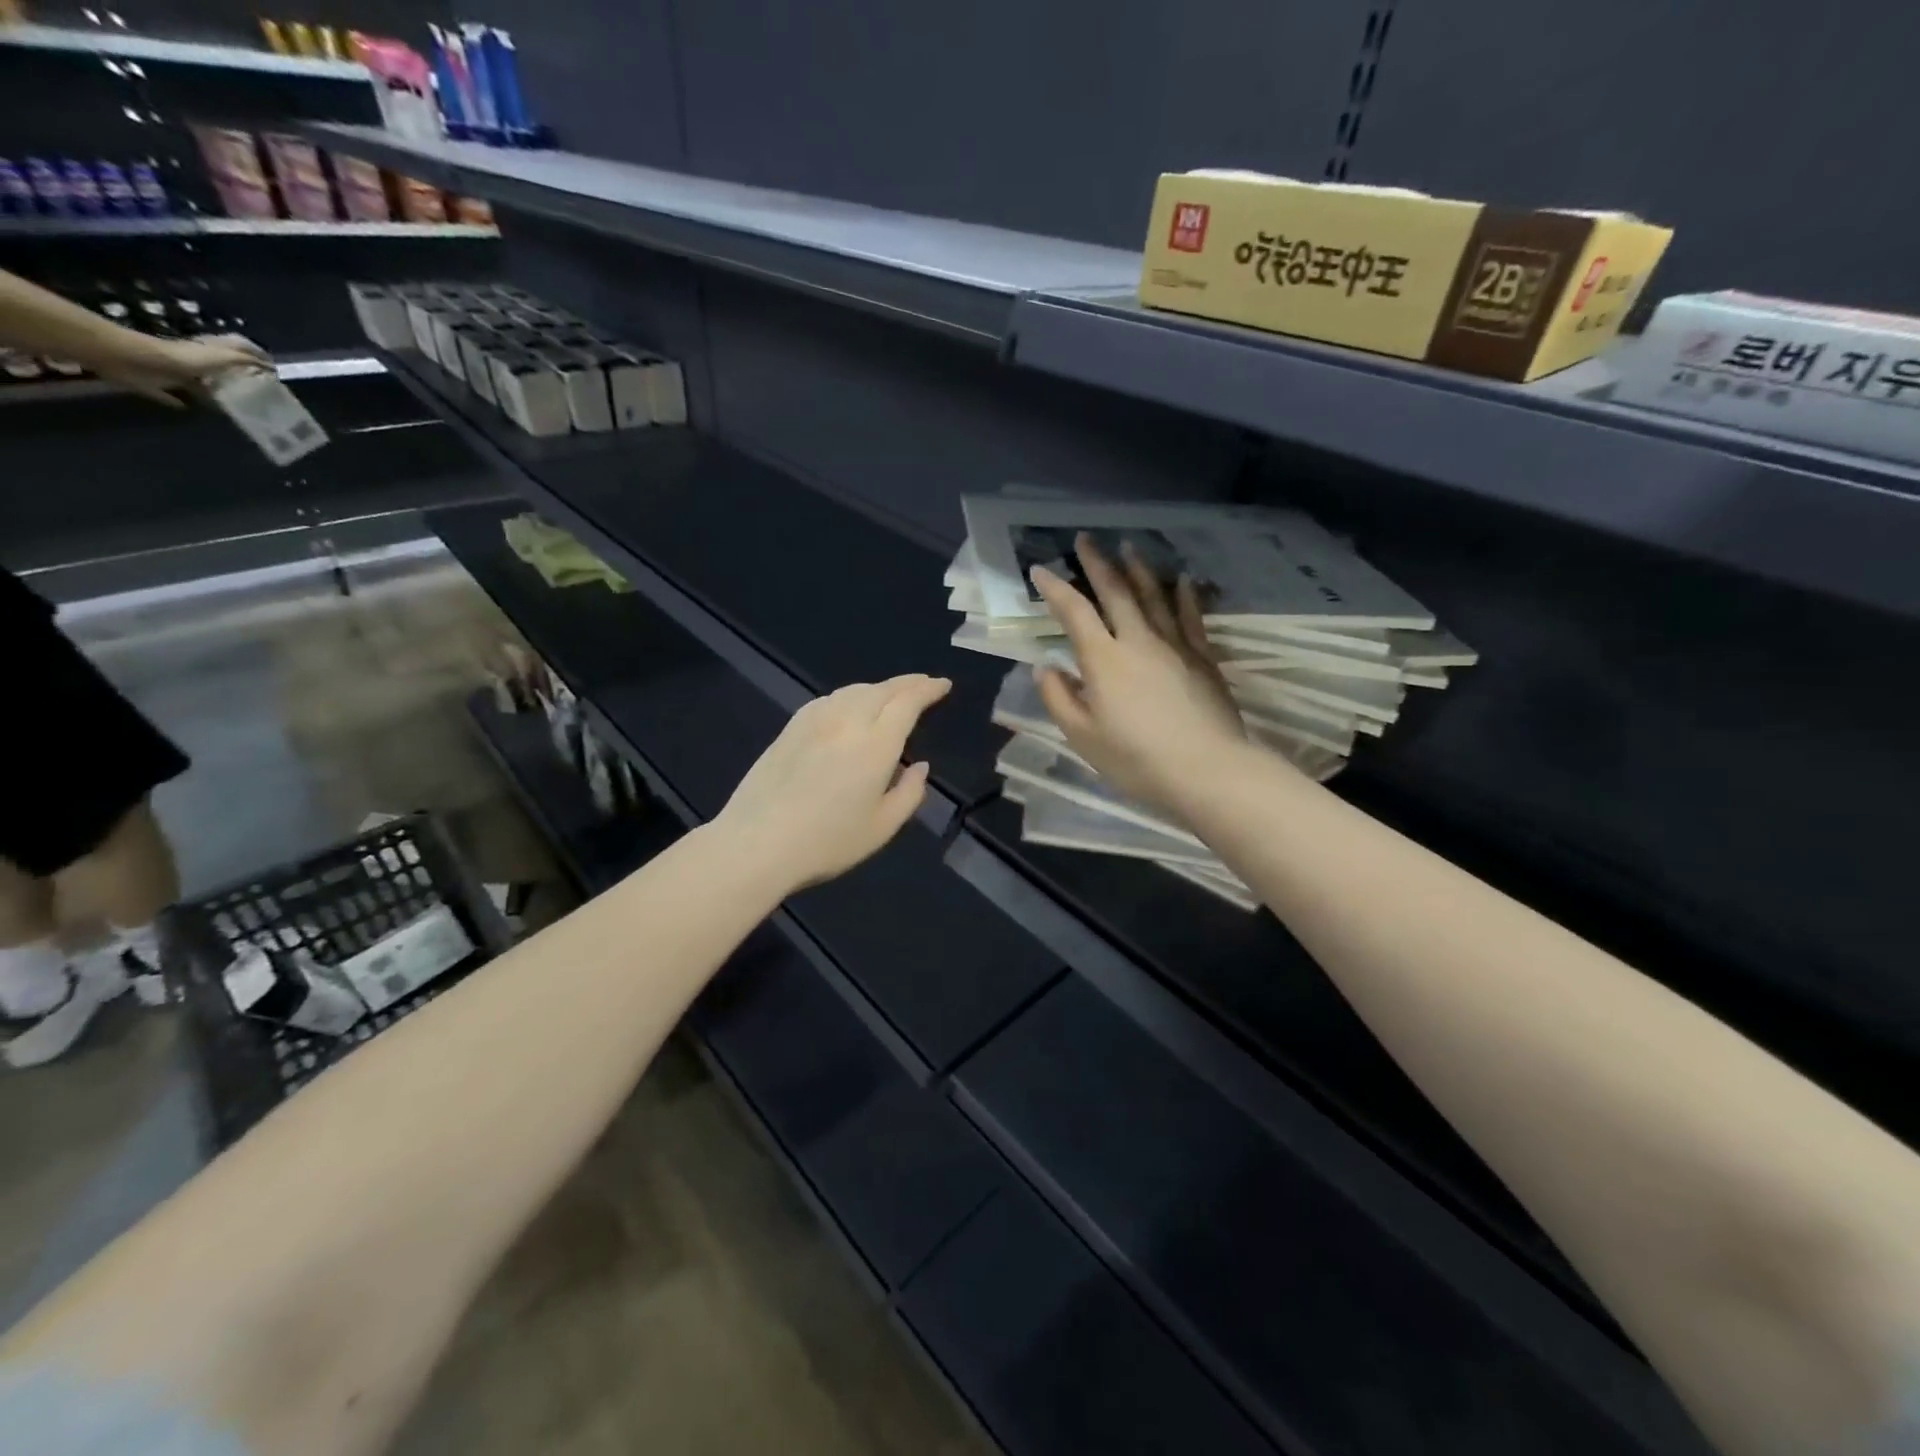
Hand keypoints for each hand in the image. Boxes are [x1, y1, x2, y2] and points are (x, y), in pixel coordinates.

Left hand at [93, 333, 270, 406]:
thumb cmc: (178, 357)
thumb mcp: (219, 357)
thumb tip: (269, 368)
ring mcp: (173, 373)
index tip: (272, 372)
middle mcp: (192, 361)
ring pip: (197, 383)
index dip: (254, 357)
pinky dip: (179, 402)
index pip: (236, 350)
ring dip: (210, 391)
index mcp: (208, 353)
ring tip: (231, 405)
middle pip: (217, 367)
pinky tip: (189, 410)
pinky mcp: (155, 385)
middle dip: (234, 376)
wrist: (130, 359)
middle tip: (255, 392)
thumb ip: (243, 361)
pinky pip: (170, 396)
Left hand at [714, 674, 951, 895]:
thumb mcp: (881, 828)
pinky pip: (829, 699)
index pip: (908, 703)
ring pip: (854, 690)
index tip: (943, 685)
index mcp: (876, 745)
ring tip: (891, 695)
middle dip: (908, 683)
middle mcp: (847, 722)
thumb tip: (920, 766)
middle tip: (925, 684)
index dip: (928, 690)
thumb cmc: (826, 842)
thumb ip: (909, 794)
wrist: (757, 843)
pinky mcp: (790, 728)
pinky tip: (849, 707)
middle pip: (882, 689)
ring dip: (879, 688)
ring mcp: (815, 721)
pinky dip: (850, 696)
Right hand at [1032, 535, 1249, 813]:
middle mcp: (1137, 640)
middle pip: (1115, 592)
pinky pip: (1191, 617)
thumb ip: (1059, 698)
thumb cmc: (1135, 759)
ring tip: (1128, 548)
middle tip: (1086, 539)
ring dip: (1138, 570)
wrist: (1204, 769)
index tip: (1040, 570)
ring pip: (1154, 596)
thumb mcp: (1082, 736)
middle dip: (1097, 564)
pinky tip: (1182, 580)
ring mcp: (1174, 645)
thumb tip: (1045, 667)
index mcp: (1103, 659)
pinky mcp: (1203, 657)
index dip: (1055, 589)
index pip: (1074, 613)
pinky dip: (1184, 595)